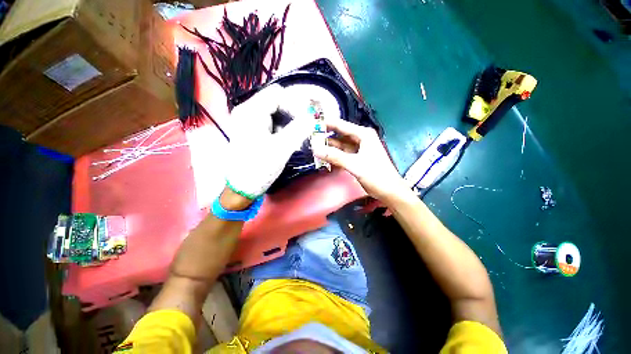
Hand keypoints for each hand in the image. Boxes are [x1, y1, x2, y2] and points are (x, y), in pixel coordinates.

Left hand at [225, 85, 314, 198]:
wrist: (241, 188)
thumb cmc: (259, 168)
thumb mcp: (281, 148)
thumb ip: (299, 130)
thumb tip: (312, 118)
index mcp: (251, 111)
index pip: (277, 94)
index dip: (294, 105)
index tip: (306, 121)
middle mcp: (247, 111)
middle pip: (276, 102)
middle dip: (293, 114)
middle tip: (304, 129)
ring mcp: (249, 122)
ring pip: (275, 113)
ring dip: (289, 123)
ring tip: (297, 138)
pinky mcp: (252, 132)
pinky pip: (271, 123)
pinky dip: (282, 129)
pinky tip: (287, 141)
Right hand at [313, 119, 407, 200]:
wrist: (389, 191)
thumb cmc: (376, 175)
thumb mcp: (354, 164)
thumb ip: (335, 156)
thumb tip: (315, 149)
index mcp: (363, 135)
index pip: (341, 125)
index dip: (326, 124)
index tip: (311, 124)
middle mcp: (361, 139)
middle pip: (339, 135)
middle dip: (326, 137)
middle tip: (309, 139)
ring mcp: (358, 149)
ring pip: (340, 145)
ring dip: (329, 147)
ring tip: (313, 148)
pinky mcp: (356, 158)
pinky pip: (342, 154)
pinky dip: (334, 156)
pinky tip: (324, 158)